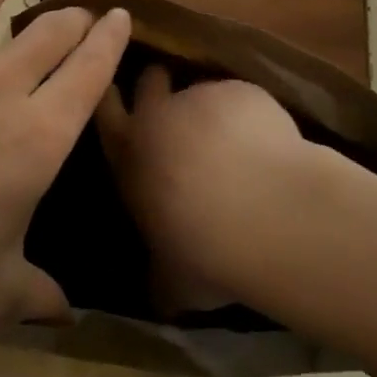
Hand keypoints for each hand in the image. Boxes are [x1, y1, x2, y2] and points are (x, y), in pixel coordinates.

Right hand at [95, 66, 313, 314]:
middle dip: (155, 83)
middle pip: (149, 83)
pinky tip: (269, 144)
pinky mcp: (243, 92)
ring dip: (209, 107)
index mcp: (129, 158)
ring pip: (199, 91)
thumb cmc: (206, 251)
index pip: (106, 116)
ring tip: (232, 133)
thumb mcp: (172, 282)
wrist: (267, 213)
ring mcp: (202, 98)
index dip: (111, 102)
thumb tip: (159, 293)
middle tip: (168, 90)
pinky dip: (249, 114)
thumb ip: (161, 278)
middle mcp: (158, 118)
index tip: (117, 95)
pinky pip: (240, 98)